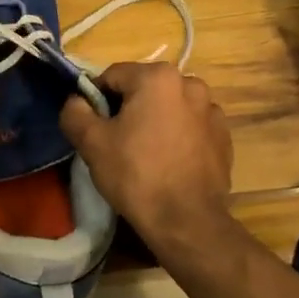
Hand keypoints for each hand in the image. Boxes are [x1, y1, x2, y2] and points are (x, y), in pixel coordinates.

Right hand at [59, 62, 236, 261]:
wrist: (186, 220)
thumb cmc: (136, 174)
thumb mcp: (91, 142)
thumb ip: (75, 112)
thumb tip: (76, 101)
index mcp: (158, 77)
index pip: (112, 76)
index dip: (96, 99)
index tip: (91, 127)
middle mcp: (190, 84)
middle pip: (144, 89)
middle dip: (128, 109)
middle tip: (116, 142)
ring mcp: (212, 110)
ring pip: (169, 107)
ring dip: (155, 121)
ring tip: (145, 154)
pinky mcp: (224, 137)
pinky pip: (191, 127)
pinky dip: (178, 136)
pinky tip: (169, 163)